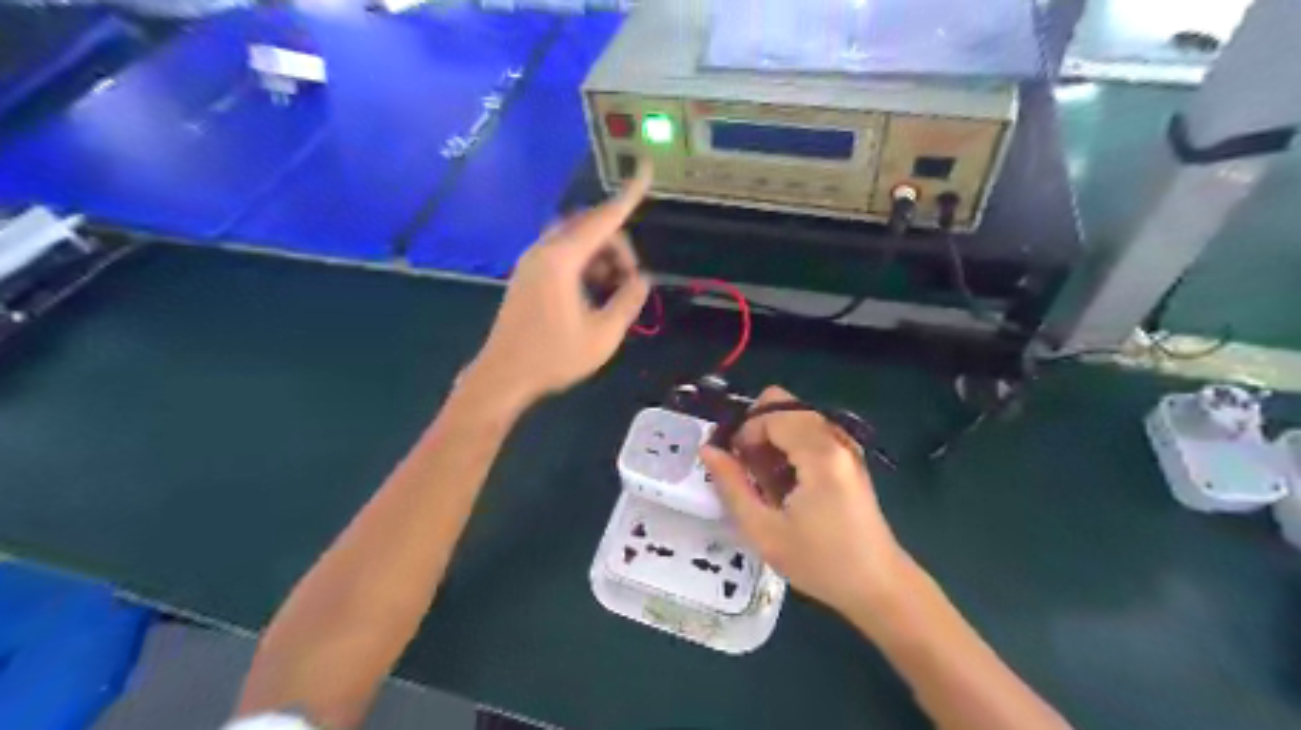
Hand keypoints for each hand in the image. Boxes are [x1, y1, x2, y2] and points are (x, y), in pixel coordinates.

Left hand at [465, 165, 655, 411]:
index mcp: (561, 260)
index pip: (603, 219)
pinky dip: (584, 263)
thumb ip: (628, 301)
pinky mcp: (527, 275)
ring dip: (601, 256)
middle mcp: (544, 251)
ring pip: (576, 240)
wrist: (503, 376)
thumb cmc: (553, 358)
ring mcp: (532, 262)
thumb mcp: (603, 335)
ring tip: (613, 290)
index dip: (629, 196)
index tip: (645, 170)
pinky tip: (593, 293)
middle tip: (630, 280)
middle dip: (617, 244)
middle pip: (589, 226)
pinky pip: (562, 254)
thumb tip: (642, 279)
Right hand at [703, 384, 913, 618]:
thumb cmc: (820, 562)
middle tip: (748, 469)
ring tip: (767, 482)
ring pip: (797, 417)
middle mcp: (836, 439)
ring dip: (773, 439)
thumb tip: (707, 450)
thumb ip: (732, 485)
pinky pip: (812, 433)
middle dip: (758, 430)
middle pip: (785, 406)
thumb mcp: (764, 531)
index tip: (734, 466)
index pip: (771, 415)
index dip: (744, 434)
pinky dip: (791, 447)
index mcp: (819, 453)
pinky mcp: (850, 458)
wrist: (878, 586)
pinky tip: (787, 484)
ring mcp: (846, 446)